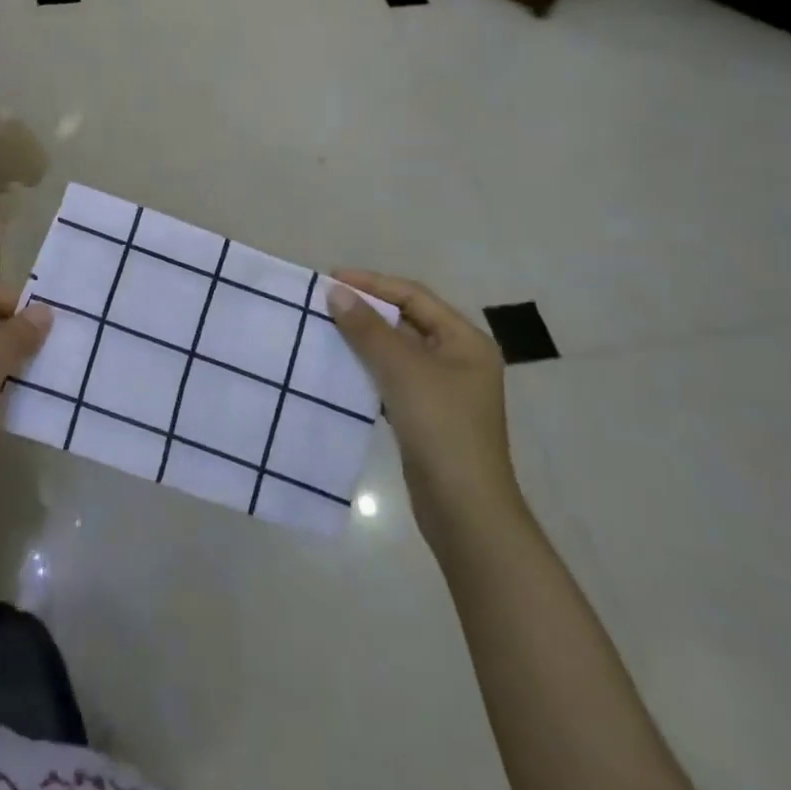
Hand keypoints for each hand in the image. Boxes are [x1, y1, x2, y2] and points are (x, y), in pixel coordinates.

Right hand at [328, 269, 521, 548]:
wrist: (465, 510)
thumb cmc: (441, 427)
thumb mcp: (402, 369)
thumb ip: (367, 328)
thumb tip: (335, 291)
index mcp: (465, 340)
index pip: (413, 296)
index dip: (372, 283)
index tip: (331, 279)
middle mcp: (459, 358)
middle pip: (407, 320)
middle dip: (366, 309)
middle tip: (324, 302)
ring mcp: (444, 388)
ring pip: (397, 349)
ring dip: (364, 338)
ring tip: (326, 328)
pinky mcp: (427, 414)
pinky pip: (393, 376)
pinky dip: (368, 367)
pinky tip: (341, 367)